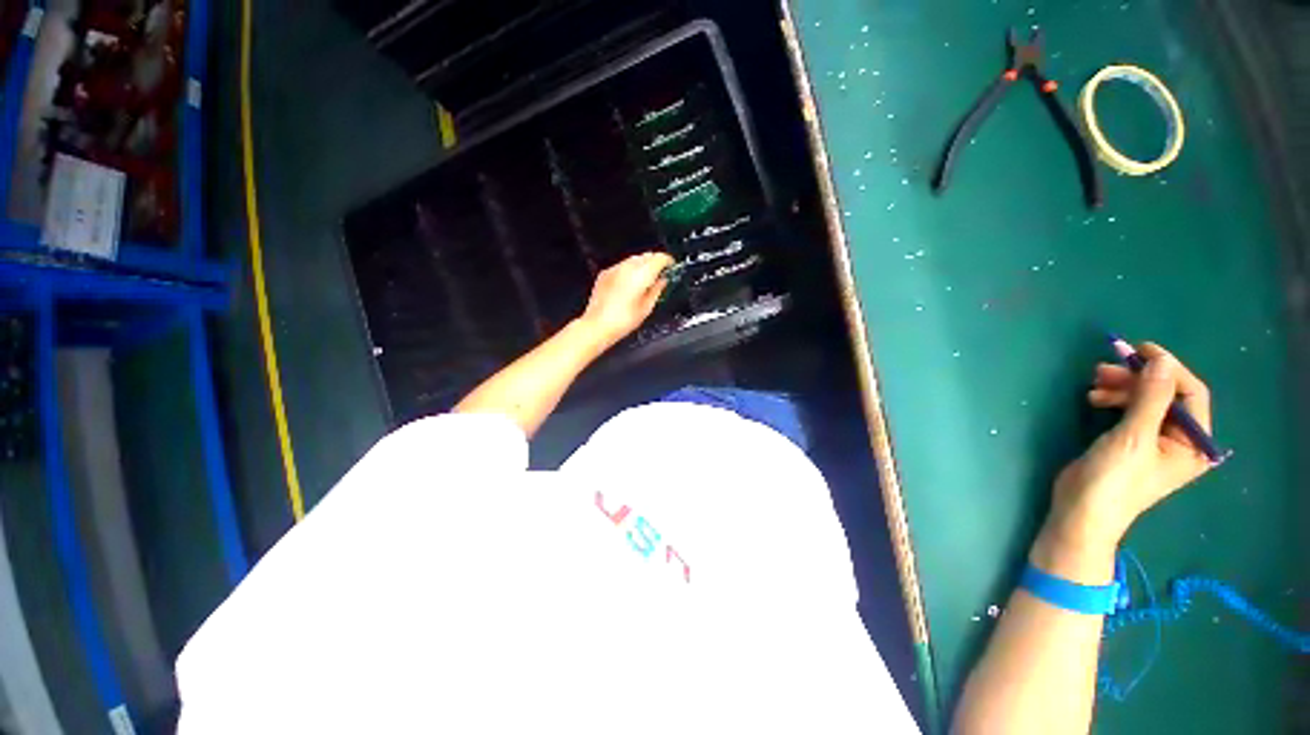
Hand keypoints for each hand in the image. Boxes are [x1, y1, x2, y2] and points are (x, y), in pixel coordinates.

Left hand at [577, 253, 673, 346]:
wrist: (598, 325)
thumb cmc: (622, 321)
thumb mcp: (647, 307)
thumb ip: (657, 290)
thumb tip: (662, 281)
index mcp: (641, 275)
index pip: (659, 258)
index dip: (668, 261)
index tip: (672, 267)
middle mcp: (627, 268)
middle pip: (647, 255)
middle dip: (655, 262)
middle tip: (661, 274)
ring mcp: (615, 269)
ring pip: (633, 259)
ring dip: (642, 265)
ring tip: (646, 280)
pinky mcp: (605, 274)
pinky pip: (621, 266)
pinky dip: (629, 270)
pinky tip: (630, 284)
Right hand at [1045, 343, 1213, 556]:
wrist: (1081, 511)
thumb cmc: (1114, 479)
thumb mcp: (1134, 437)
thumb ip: (1151, 398)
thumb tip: (1161, 360)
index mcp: (1194, 443)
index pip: (1191, 394)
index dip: (1169, 369)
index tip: (1140, 350)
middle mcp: (1181, 440)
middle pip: (1167, 395)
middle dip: (1138, 378)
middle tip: (1105, 368)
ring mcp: (1156, 442)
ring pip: (1146, 401)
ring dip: (1123, 387)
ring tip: (1094, 383)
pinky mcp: (1131, 442)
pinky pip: (1131, 411)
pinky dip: (1114, 399)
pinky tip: (1094, 398)